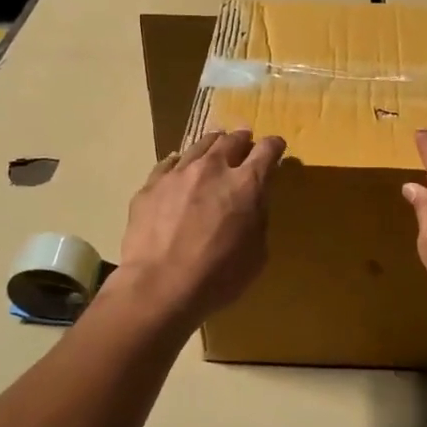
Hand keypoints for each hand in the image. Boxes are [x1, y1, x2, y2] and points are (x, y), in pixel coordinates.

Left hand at [117, 128, 285, 321]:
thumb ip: (257, 220)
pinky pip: (169, 164)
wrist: (159, 287)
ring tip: (214, 149)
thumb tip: (253, 204)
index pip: (267, 150)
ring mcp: (178, 173)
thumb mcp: (256, 254)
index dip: (274, 146)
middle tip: (244, 143)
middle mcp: (213, 168)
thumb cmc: (217, 277)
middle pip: (232, 140)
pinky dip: (180, 164)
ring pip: (200, 145)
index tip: (275, 147)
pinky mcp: (151, 185)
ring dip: (212, 146)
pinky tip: (179, 170)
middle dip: (242, 139)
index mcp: (247, 184)